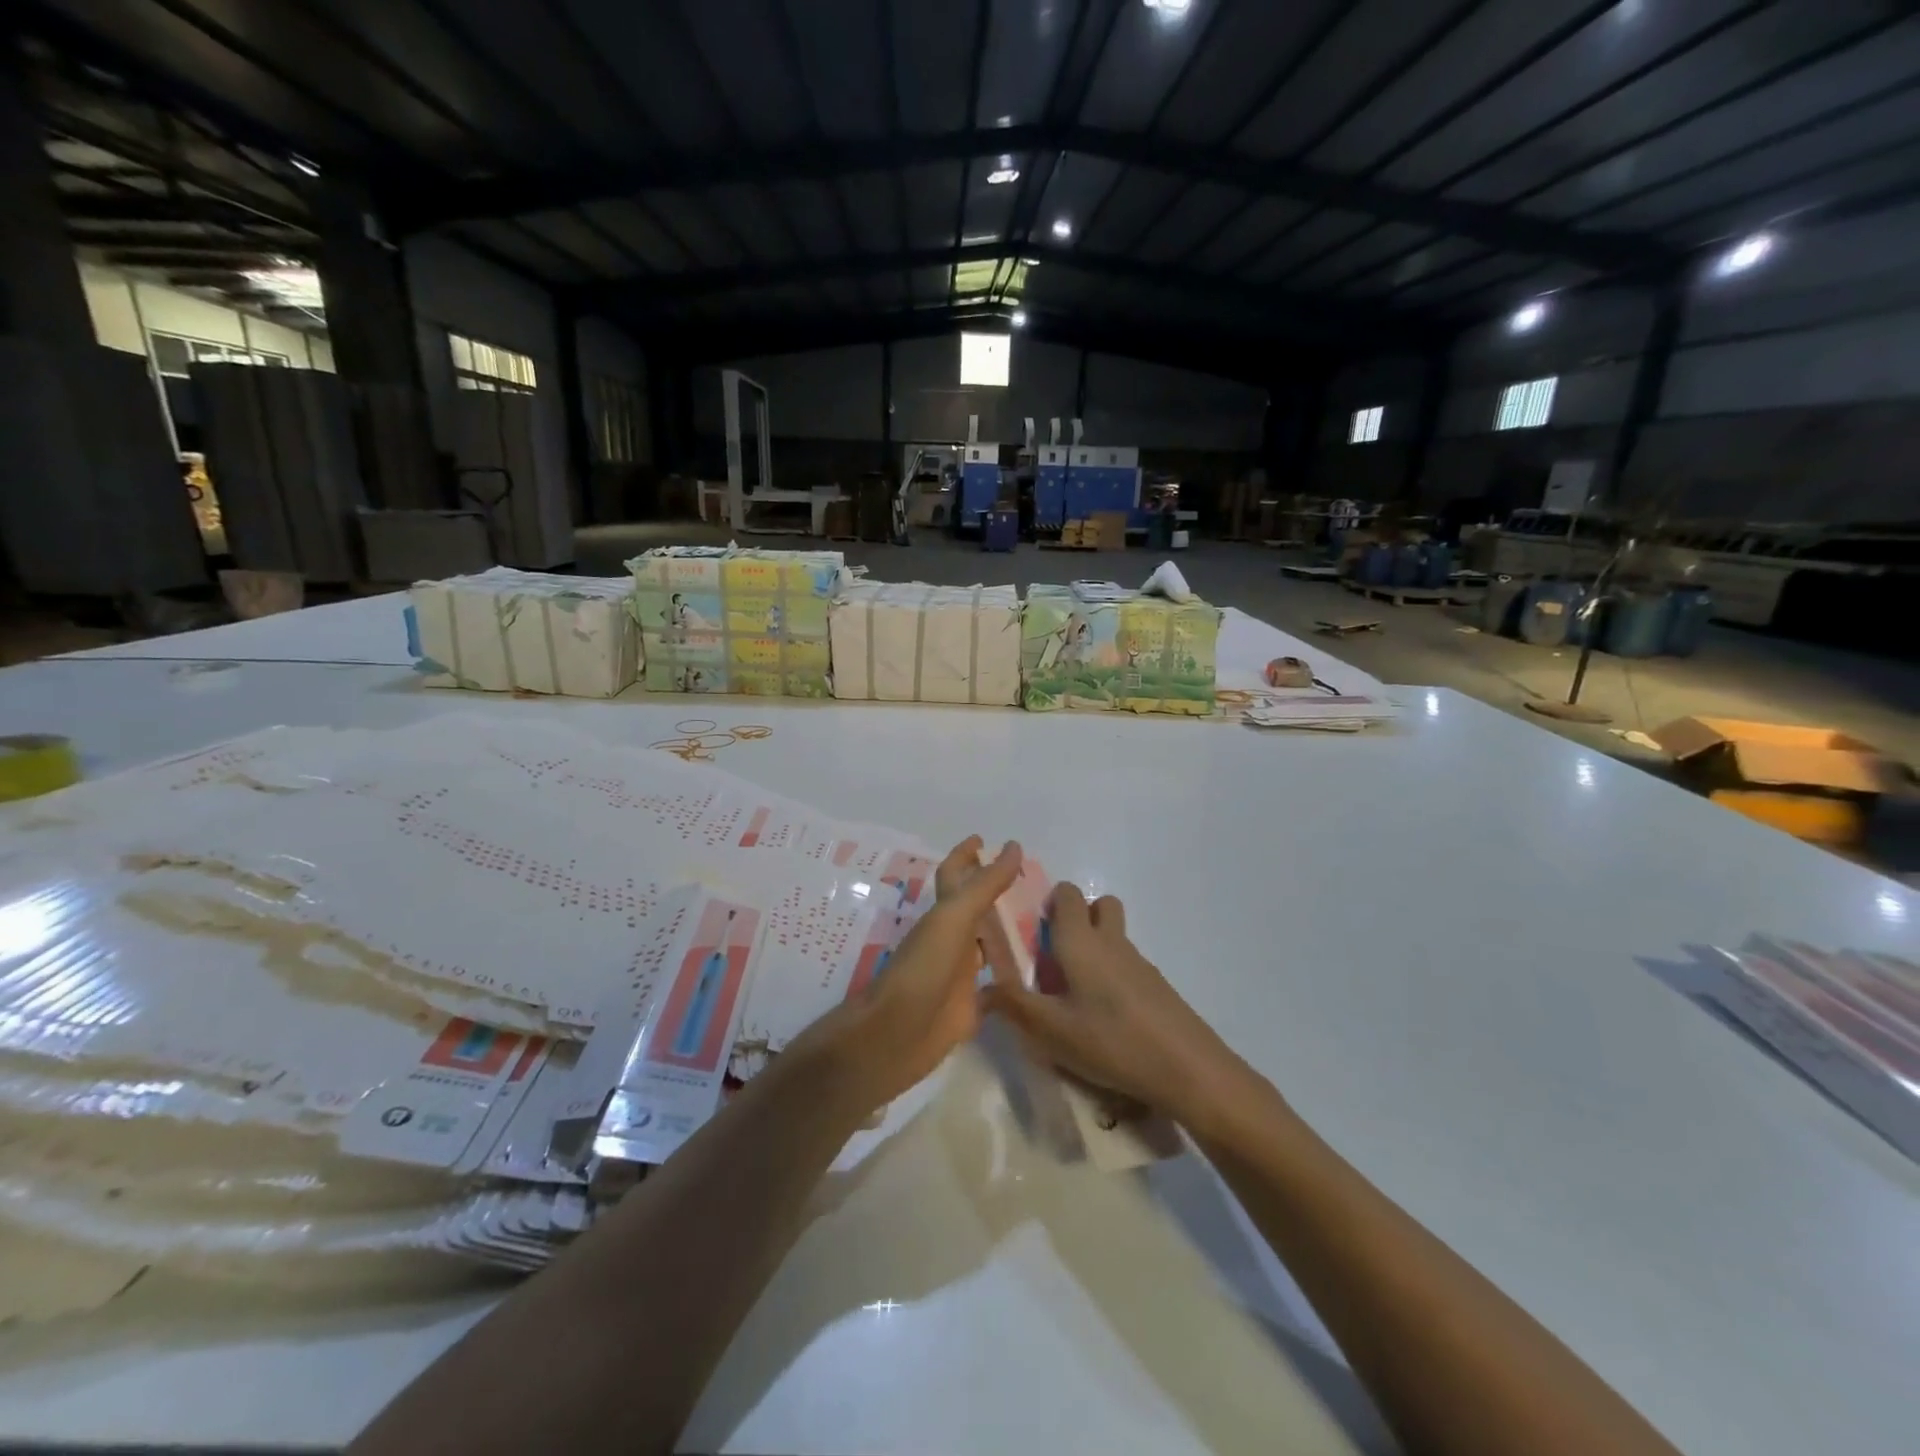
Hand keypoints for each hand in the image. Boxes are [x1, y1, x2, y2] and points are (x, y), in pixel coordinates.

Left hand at [793, 836, 1022, 1110]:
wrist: (895, 1034)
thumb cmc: (923, 968)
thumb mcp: (954, 918)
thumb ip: (984, 885)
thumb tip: (1012, 846)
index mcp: (944, 915)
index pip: (956, 874)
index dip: (966, 855)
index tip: (983, 839)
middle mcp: (951, 940)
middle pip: (975, 909)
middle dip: (996, 894)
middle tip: (1032, 884)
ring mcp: (959, 975)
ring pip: (986, 947)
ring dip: (1007, 936)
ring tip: (1043, 926)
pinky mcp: (969, 1008)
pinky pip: (995, 991)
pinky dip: (1012, 983)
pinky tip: (1035, 981)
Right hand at [980, 883, 1249, 1132]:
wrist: (1188, 1069)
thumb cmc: (1111, 1040)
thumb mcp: (1052, 1030)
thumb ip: (1014, 1006)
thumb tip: (982, 986)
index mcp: (1081, 940)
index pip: (1066, 894)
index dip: (1048, 902)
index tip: (1032, 931)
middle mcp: (1111, 941)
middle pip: (1098, 905)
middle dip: (1077, 918)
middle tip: (1056, 957)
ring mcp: (1139, 962)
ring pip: (1114, 936)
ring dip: (1095, 948)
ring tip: (1074, 995)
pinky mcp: (1156, 986)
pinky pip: (1127, 964)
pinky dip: (1112, 975)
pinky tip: (1104, 1018)